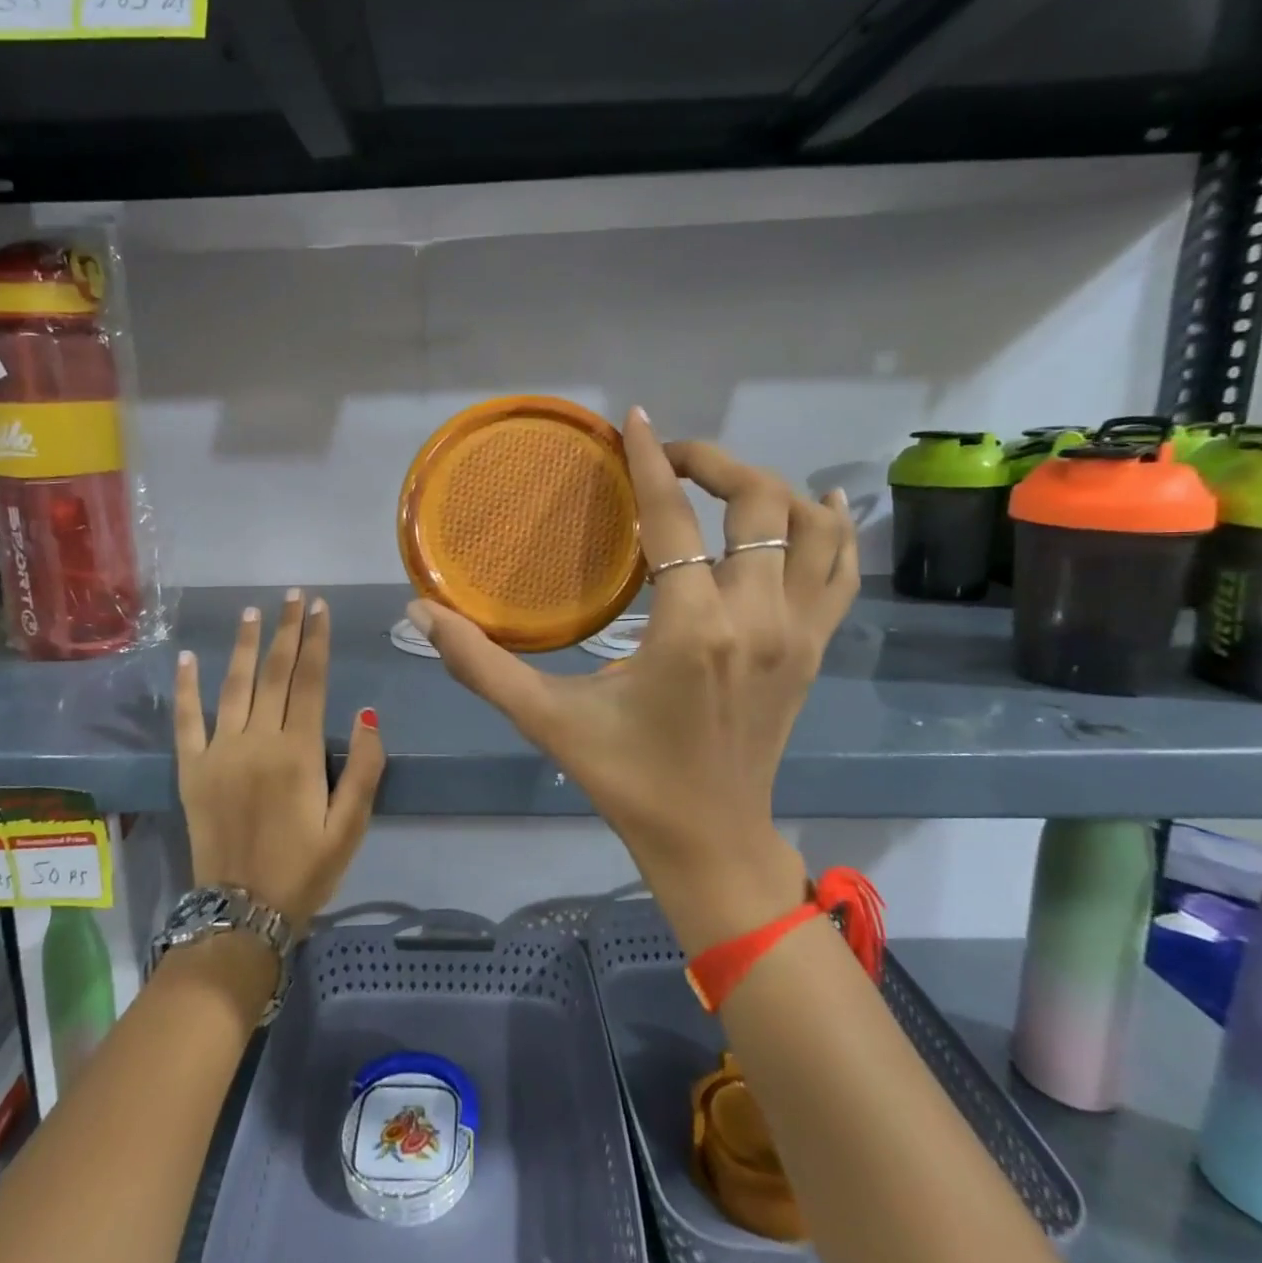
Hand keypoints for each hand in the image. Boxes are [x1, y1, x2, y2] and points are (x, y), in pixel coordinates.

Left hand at [174, 592, 385, 935]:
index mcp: (298, 752)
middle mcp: (258, 741)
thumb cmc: (305, 870)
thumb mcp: (351, 827)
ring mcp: (220, 752)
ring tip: (252, 612)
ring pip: (233, 685)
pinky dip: (186, 688)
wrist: (241, 914)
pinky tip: (187, 658)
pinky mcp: (192, 770)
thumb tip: (367, 712)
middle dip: (286, 631)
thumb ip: (365, 768)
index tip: (319, 608)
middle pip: (274, 673)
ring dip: (243, 645)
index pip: (311, 681)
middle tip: (293, 596)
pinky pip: (186, 721)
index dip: (317, 641)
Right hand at [408, 409, 857, 955]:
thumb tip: (419, 612)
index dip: (651, 461)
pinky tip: (819, 503)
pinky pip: (843, 570)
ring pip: (812, 526)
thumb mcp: (546, 720)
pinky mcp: (816, 649)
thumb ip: (479, 664)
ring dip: (772, 488)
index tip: (634, 420)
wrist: (712, 841)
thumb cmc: (627, 779)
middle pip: (758, 501)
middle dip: (714, 462)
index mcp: (692, 629)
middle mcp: (757, 617)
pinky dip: (835, 529)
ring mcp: (799, 632)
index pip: (673, 518)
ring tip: (724, 482)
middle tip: (668, 458)